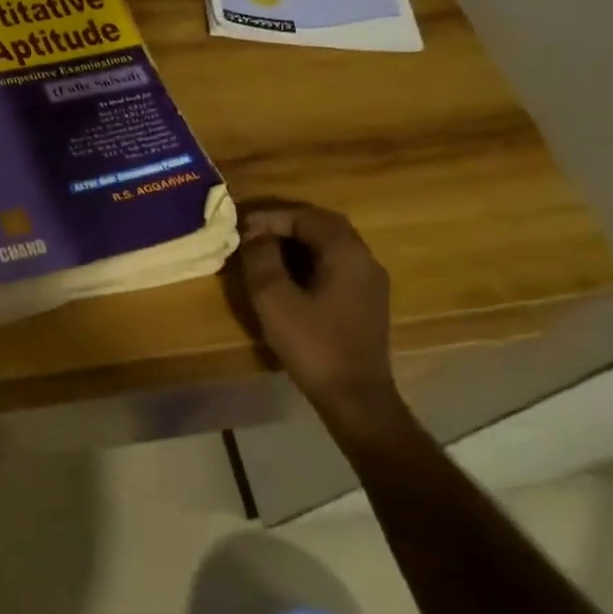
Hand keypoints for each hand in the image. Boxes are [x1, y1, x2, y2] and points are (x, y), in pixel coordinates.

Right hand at [235, 201, 398, 419]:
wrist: (355, 397)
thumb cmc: (313, 345)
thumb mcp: (275, 300)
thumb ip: (262, 260)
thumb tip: (254, 234)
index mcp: (347, 254)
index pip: (309, 217)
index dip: (273, 216)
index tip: (242, 224)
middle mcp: (365, 260)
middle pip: (325, 226)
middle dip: (287, 224)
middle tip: (254, 231)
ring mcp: (369, 282)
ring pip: (332, 246)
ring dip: (298, 241)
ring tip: (265, 249)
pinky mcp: (365, 302)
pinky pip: (336, 265)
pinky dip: (309, 259)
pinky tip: (288, 275)